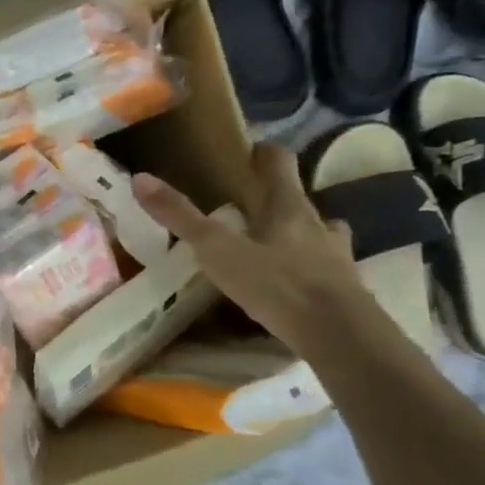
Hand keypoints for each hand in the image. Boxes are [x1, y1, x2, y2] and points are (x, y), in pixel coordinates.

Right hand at [132, 141, 379, 357]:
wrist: (339, 333)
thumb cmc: (276, 283)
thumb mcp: (217, 249)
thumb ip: (181, 216)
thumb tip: (140, 178)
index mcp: (287, 206)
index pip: (279, 163)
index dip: (263, 152)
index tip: (247, 150)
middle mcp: (316, 223)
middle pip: (297, 198)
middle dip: (275, 196)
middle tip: (247, 203)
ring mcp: (336, 255)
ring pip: (317, 232)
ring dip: (299, 232)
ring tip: (273, 244)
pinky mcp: (344, 288)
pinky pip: (324, 267)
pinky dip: (309, 267)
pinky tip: (294, 281)